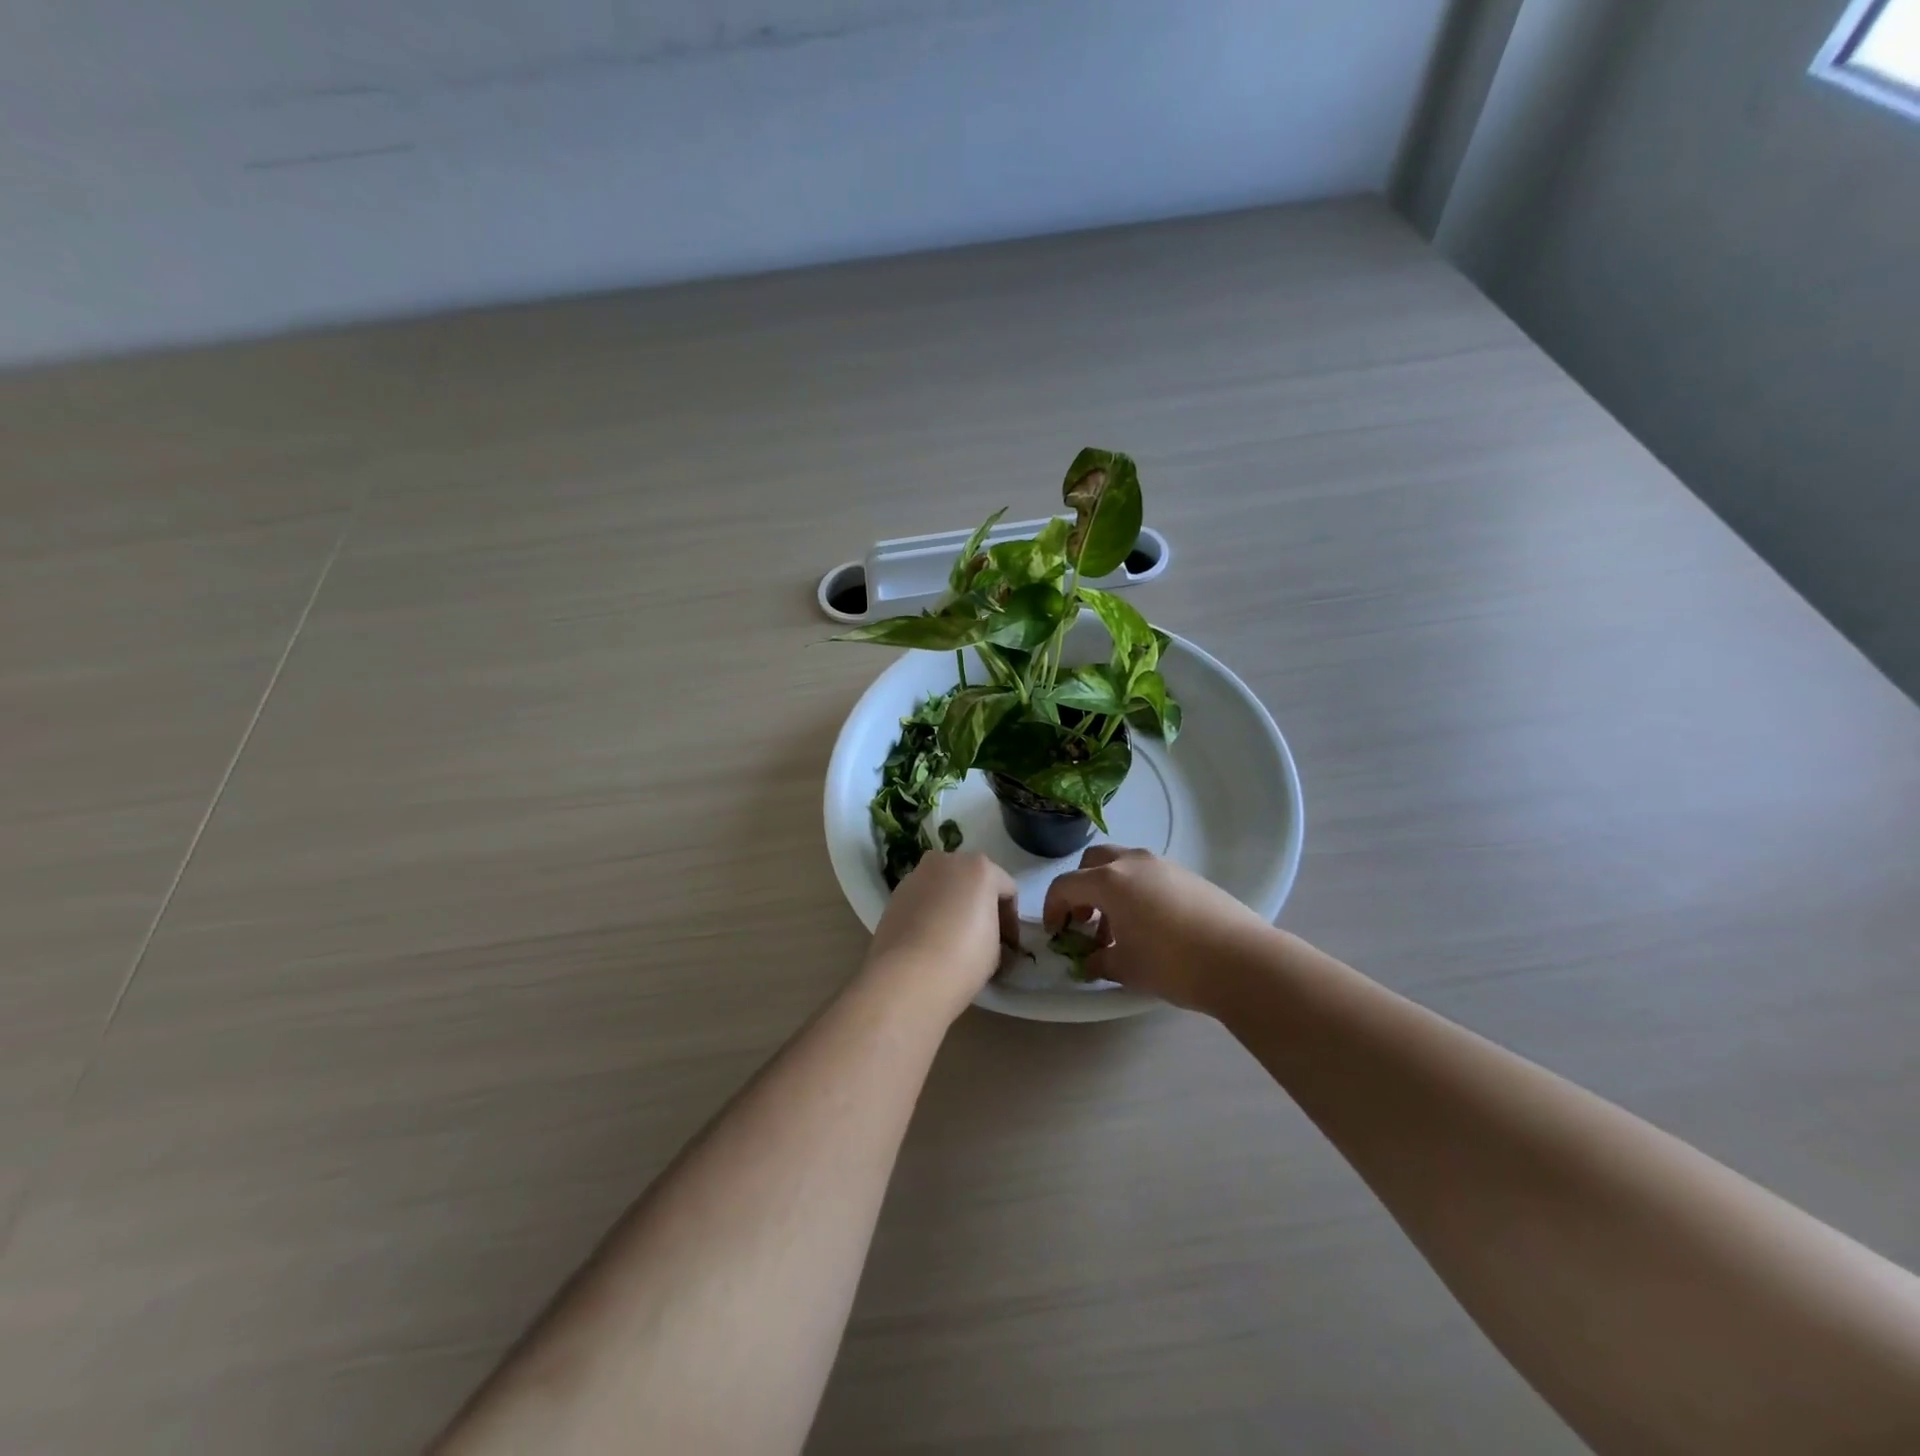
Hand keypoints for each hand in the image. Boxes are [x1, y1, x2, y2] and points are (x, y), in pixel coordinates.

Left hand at [863, 852, 1018, 1022]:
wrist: (906, 976)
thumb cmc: (962, 958)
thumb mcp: (996, 949)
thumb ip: (995, 931)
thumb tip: (988, 938)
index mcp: (979, 867)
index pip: (1007, 890)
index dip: (1011, 920)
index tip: (1009, 946)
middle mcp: (947, 861)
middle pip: (972, 880)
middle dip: (980, 904)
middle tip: (984, 937)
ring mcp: (917, 875)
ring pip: (944, 887)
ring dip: (952, 906)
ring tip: (953, 938)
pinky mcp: (895, 894)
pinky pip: (923, 899)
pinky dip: (930, 912)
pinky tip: (930, 940)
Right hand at [1043, 846, 1274, 1011]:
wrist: (1241, 961)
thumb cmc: (1172, 963)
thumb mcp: (1126, 968)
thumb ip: (1099, 960)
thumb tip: (1091, 960)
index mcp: (1109, 881)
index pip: (1066, 885)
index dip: (1053, 908)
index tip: (1057, 933)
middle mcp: (1133, 863)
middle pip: (1093, 862)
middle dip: (1081, 888)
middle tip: (1085, 921)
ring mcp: (1164, 865)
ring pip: (1123, 865)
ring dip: (1110, 890)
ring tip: (1120, 929)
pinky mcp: (1188, 875)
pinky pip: (1149, 875)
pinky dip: (1136, 891)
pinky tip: (1150, 925)